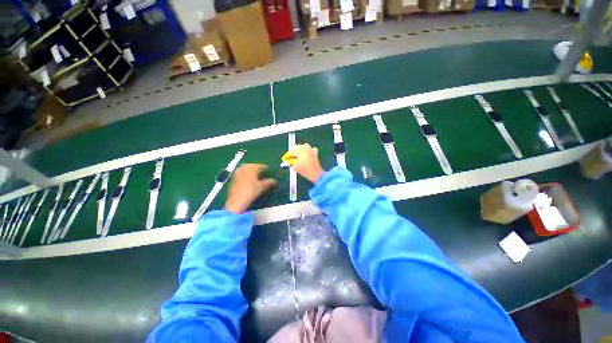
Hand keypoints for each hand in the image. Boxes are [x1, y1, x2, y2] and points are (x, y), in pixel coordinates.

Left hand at [225, 164, 276, 213]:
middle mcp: (244, 168)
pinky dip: (244, 173)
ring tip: (254, 174)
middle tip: (261, 171)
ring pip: (245, 168)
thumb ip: (268, 182)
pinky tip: (247, 178)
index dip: (265, 168)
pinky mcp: (233, 178)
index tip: (268, 170)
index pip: (260, 165)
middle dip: (256, 167)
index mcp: (251, 168)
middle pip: (251, 165)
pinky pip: (240, 172)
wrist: (237, 201)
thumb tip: (275, 181)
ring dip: (250, 169)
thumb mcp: (261, 187)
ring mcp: (237, 173)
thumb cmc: (251, 192)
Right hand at [283, 144, 324, 183]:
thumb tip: (288, 161)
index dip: (286, 156)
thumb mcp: (295, 166)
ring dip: (299, 151)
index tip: (283, 160)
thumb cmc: (304, 170)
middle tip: (289, 159)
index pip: (290, 152)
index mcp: (299, 149)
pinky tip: (305, 155)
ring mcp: (311, 149)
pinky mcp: (315, 153)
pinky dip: (306, 152)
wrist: (316, 173)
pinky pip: (309, 150)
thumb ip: (290, 162)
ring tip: (296, 157)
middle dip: (292, 153)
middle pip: (296, 148)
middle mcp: (305, 147)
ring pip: (303, 147)